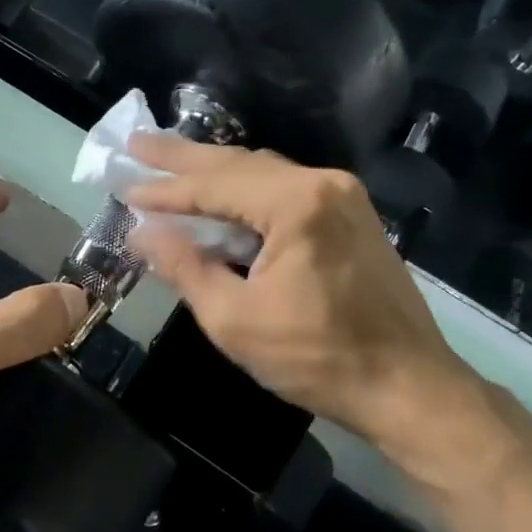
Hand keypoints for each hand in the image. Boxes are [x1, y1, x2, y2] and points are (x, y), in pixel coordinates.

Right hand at [125, 137, 508, 498]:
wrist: (408, 386)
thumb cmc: (316, 358)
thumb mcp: (234, 319)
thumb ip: (185, 267)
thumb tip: (142, 233)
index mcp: (296, 203)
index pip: (213, 186)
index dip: (164, 189)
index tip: (123, 185)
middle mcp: (323, 183)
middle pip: (239, 163)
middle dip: (183, 157)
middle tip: (137, 145)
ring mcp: (343, 196)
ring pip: (263, 171)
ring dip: (214, 171)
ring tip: (169, 164)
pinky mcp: (352, 214)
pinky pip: (285, 189)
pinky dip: (245, 192)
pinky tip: (220, 197)